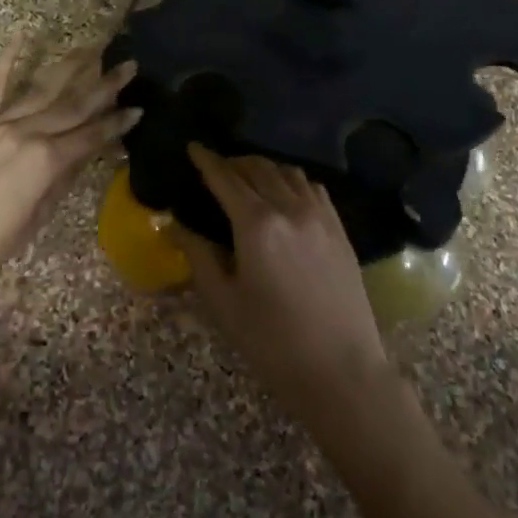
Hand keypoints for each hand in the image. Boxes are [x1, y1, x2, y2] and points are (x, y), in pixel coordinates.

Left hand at [0, 36, 137, 283]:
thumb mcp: (38, 215)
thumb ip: (62, 179)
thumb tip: (83, 153)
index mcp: (47, 160)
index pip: (91, 135)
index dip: (117, 123)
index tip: (138, 108)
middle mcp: (28, 132)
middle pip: (74, 104)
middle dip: (105, 85)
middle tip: (129, 65)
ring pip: (42, 88)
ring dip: (70, 66)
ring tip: (92, 47)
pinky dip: (9, 59)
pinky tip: (22, 34)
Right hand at [177, 146, 393, 428]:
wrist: (341, 371)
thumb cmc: (272, 342)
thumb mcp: (224, 302)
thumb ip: (199, 255)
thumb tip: (176, 224)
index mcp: (257, 224)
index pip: (225, 178)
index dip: (206, 160)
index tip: (193, 147)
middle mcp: (290, 208)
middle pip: (257, 168)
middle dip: (233, 162)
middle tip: (215, 168)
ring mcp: (320, 215)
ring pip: (287, 172)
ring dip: (262, 167)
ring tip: (247, 178)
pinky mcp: (339, 228)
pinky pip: (312, 187)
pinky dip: (291, 180)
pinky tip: (284, 194)